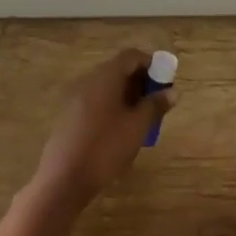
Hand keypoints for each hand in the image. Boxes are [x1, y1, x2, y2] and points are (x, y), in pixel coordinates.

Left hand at [31, 49, 174, 208]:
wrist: (64, 178)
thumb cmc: (106, 147)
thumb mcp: (138, 126)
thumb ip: (155, 105)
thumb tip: (172, 92)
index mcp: (105, 76)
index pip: (131, 56)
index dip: (151, 64)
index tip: (166, 81)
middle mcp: (88, 80)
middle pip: (118, 70)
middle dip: (140, 82)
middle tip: (157, 103)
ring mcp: (75, 98)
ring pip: (107, 87)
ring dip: (127, 96)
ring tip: (142, 120)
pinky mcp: (69, 116)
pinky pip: (96, 102)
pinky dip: (112, 107)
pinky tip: (121, 131)